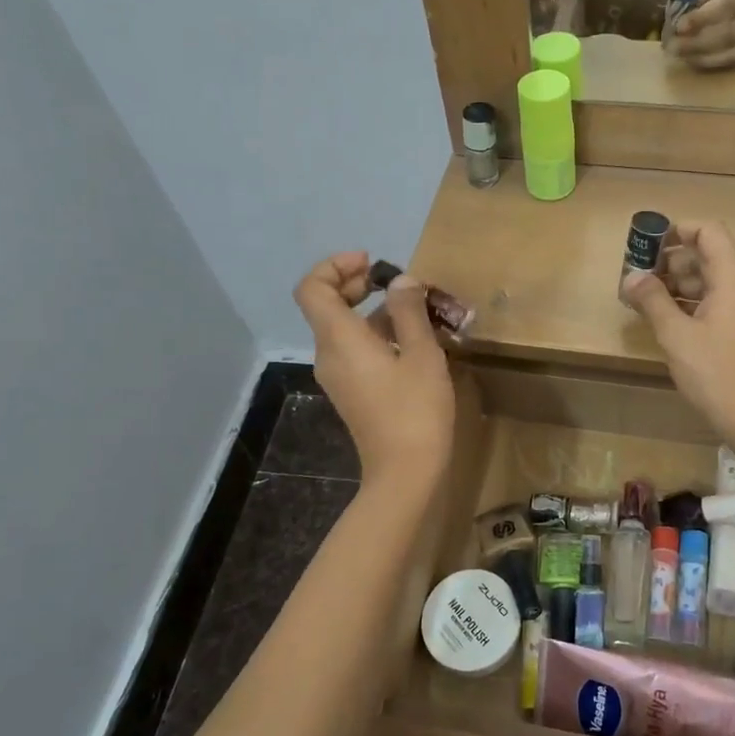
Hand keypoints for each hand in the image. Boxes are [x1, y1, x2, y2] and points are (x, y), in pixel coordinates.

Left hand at [293, 252, 454, 490]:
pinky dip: (374, 334)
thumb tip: (402, 282)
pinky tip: (410, 341)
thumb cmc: (415, 410)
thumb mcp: (422, 354)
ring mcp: (337, 376)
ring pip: (343, 329)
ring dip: (371, 310)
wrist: (404, 473)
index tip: (372, 263)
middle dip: (355, 284)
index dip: (335, 266)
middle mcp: (328, 354)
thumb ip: (409, 312)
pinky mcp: (350, 392)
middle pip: (325, 305)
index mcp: (339, 339)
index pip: (312, 287)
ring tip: (414, 309)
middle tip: (393, 281)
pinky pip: (353, 350)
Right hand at [620, 223, 734, 443]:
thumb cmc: (714, 372)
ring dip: (678, 283)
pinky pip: (716, 302)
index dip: (679, 230)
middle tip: (639, 274)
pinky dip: (691, 302)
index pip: (710, 233)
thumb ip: (653, 300)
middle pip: (709, 256)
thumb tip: (632, 277)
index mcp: (734, 281)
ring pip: (711, 281)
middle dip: (672, 260)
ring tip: (645, 297)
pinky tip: (665, 317)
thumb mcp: (676, 335)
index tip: (649, 242)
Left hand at [667, 0, 734, 70]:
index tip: (679, 26)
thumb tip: (691, 10)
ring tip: (679, 55)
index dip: (703, 19)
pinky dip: (715, 62)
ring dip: (704, 57)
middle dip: (697, 44)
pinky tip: (695, 60)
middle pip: (730, 34)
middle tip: (671, 46)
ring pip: (734, 50)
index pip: (729, 5)